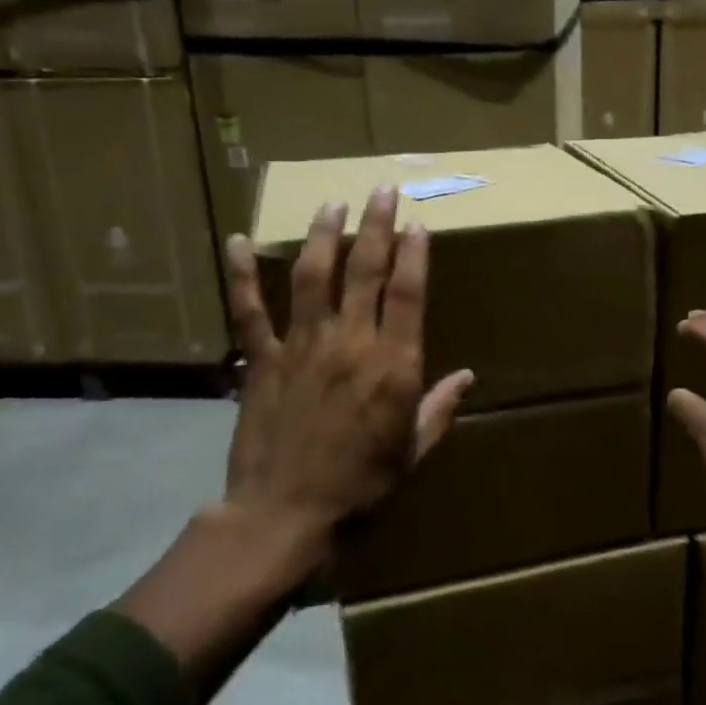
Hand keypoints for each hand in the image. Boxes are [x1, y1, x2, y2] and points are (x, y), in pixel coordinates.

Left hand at [222, 186, 473, 573]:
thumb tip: (467, 377)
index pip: (408, 293)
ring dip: (323, 235)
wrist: (285, 516)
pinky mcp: (263, 359)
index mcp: (393, 366)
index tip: (418, 223)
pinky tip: (238, 241)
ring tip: (331, 203)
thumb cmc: (360, 488)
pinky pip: (250, 310)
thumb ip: (439, 409)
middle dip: (377, 225)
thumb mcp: (412, 452)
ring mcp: (303, 346)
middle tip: (383, 189)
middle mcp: (350, 343)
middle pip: (365, 270)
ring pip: (313, 276)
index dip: (414, 254)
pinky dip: (242, 275)